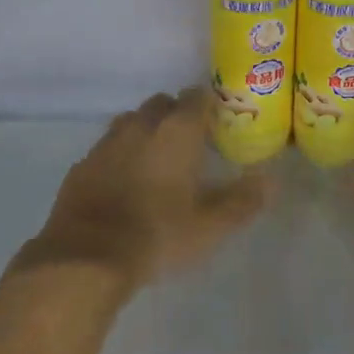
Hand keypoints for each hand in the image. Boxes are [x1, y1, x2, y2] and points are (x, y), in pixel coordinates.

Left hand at [20, 89, 272, 291]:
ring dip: (145, 131)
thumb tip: (270, 180)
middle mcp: (142, 124)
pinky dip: (118, 156)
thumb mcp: (210, 226)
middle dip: (175, 115)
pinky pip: (107, 148)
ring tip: (155, 161)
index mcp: (177, 130)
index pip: (197, 96)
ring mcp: (108, 142)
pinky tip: (122, 182)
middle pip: (162, 103)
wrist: (86, 257)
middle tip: (187, 144)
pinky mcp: (83, 164)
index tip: (216, 123)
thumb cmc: (158, 234)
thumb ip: (242, 201)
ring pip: (131, 121)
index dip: (208, 105)